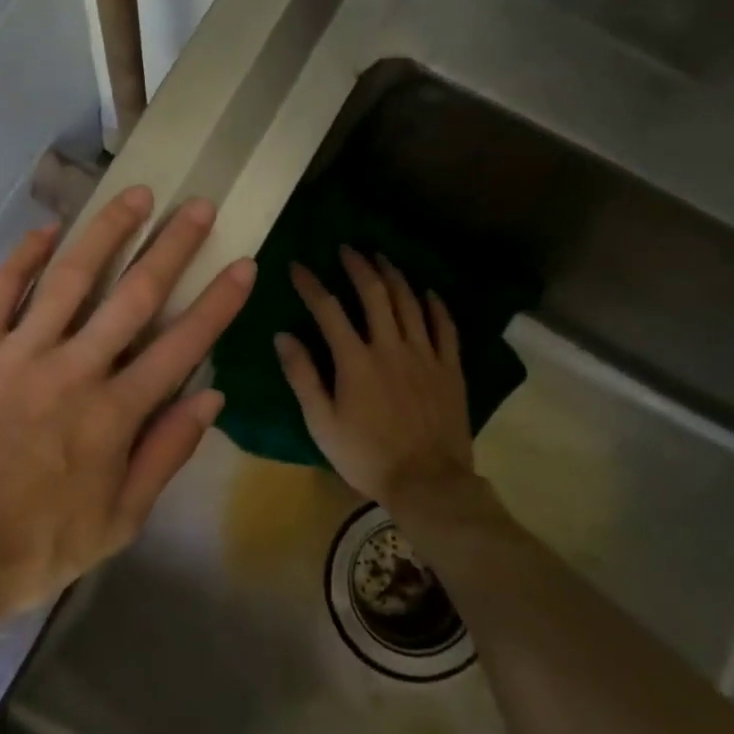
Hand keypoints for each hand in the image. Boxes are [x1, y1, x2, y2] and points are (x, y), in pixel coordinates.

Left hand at [0, 186, 254, 682]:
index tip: (242, 263)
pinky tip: (48, 229)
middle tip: (197, 206)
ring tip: (134, 196)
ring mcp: (19, 353)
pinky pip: (2, 290)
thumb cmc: (30, 548)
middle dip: (172, 247)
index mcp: (114, 415)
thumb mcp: (116, 522)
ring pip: (72, 277)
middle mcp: (74, 369)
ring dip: (107, 233)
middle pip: (134, 296)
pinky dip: (25, 256)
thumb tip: (210, 398)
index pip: (181, 346)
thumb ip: (164, 455)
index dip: (217, 303)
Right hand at [275, 247, 475, 515]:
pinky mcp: (450, 369)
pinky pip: (445, 327)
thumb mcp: (321, 422)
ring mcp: (425, 355)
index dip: (311, 284)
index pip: (328, 310)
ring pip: (410, 302)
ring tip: (381, 258)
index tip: (297, 266)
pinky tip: (428, 291)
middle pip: (375, 294)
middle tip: (347, 249)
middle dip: (358, 266)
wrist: (429, 484)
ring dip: (394, 276)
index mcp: (356, 360)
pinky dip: (436, 305)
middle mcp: (391, 347)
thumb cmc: (366, 456)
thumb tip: (282, 336)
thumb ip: (302, 376)